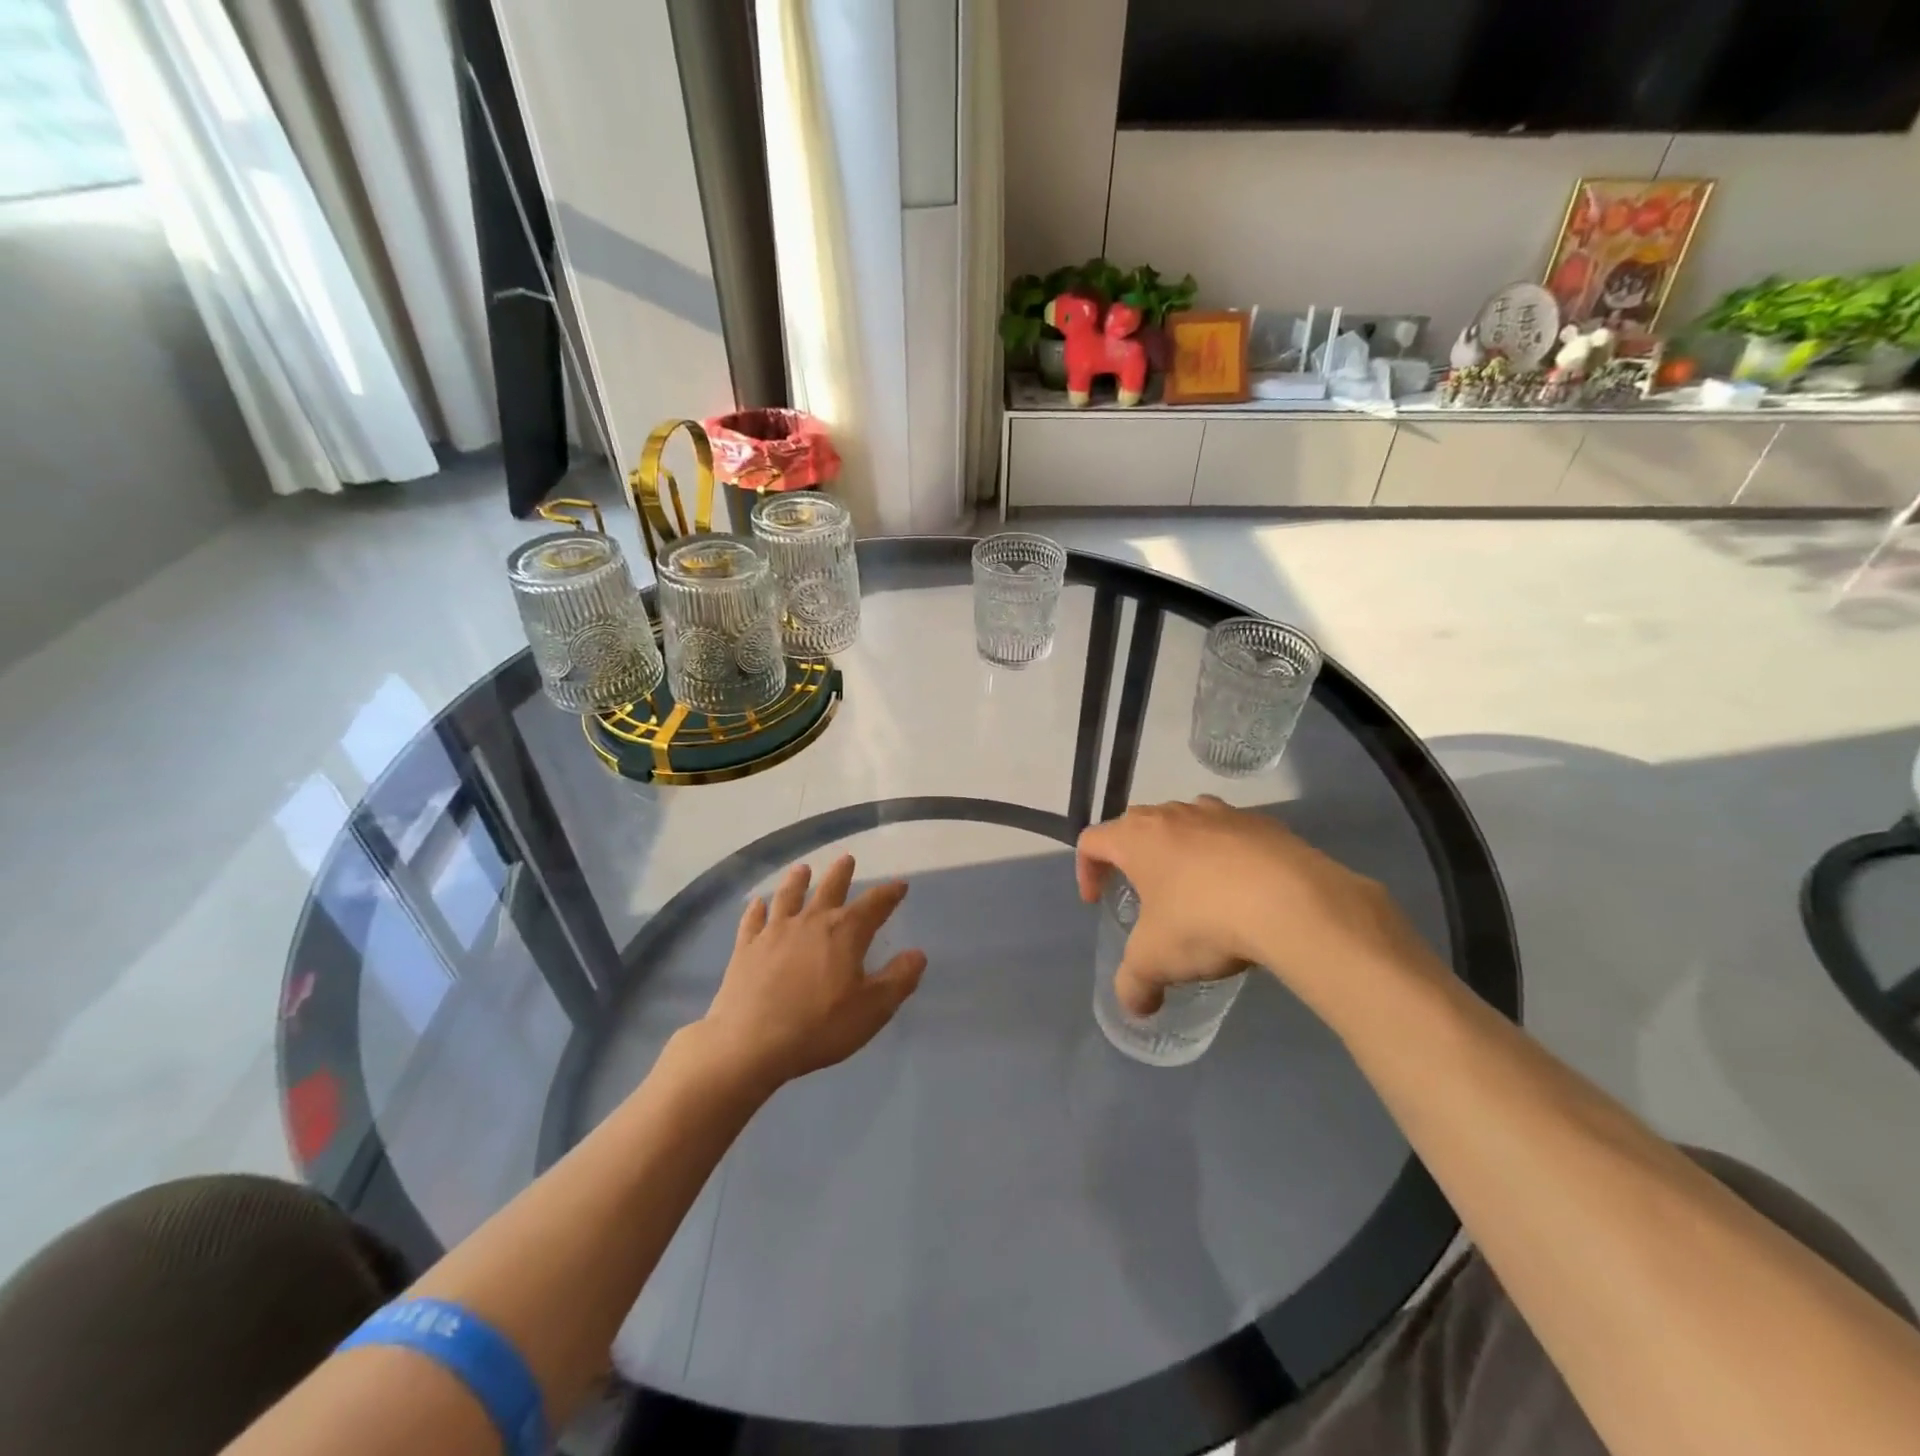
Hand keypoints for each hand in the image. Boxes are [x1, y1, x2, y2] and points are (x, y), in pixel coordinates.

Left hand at [701, 854, 926, 1087]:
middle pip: (829, 889)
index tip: (899, 884)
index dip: (889, 894)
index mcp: (845, 932)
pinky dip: (756, 910)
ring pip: (789, 896)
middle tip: (847, 858)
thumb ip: (898, 979)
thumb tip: (918, 954)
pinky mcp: (746, 948)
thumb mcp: (873, 1009)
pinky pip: (753, 921)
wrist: (750, 1043)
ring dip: (797, 881)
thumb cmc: (819, 1026)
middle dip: (841, 874)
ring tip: (802, 869)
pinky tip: (757, 904)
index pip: (874, 905)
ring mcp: (774, 932)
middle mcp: (811, 922)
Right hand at [1075, 796, 1439, 1015]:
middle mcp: (1173, 814)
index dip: (1086, 870)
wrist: (1293, 901)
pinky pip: (1232, 835)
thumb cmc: (1204, 921)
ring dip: (1181, 852)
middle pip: (1138, 826)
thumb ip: (1134, 984)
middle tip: (1143, 895)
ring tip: (1195, 892)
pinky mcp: (1264, 823)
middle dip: (1133, 858)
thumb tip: (1134, 1007)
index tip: (1096, 901)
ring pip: (1186, 824)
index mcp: (1137, 837)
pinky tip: (1243, 892)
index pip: (1092, 841)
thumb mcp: (1157, 961)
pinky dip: (1227, 857)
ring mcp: (1221, 813)